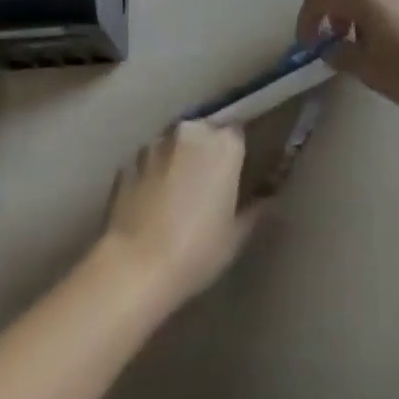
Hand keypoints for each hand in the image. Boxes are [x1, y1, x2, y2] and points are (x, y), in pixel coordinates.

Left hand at [100, 121, 257, 310]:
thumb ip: (256, 208)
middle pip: (204, 132)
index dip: (237, 153)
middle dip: (206, 152)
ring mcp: (156, 143)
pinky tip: (151, 203)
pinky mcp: (128, 160)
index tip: (235, 174)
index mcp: (224, 143)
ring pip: (174, 144)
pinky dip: (153, 173)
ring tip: (176, 195)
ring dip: (178, 159)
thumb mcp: (237, 235)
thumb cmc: (197, 250)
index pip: (238, 133)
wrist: (135, 267)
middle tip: (207, 185)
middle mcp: (191, 131)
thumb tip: (270, 197)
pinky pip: (149, 161)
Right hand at [297, 0, 398, 114]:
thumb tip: (330, 47)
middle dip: (334, 3)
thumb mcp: (369, 70)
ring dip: (356, 1)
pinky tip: (390, 34)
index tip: (309, 47)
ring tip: (366, 38)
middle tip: (339, 35)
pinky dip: (377, 2)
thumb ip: (341, 54)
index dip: (306, 21)